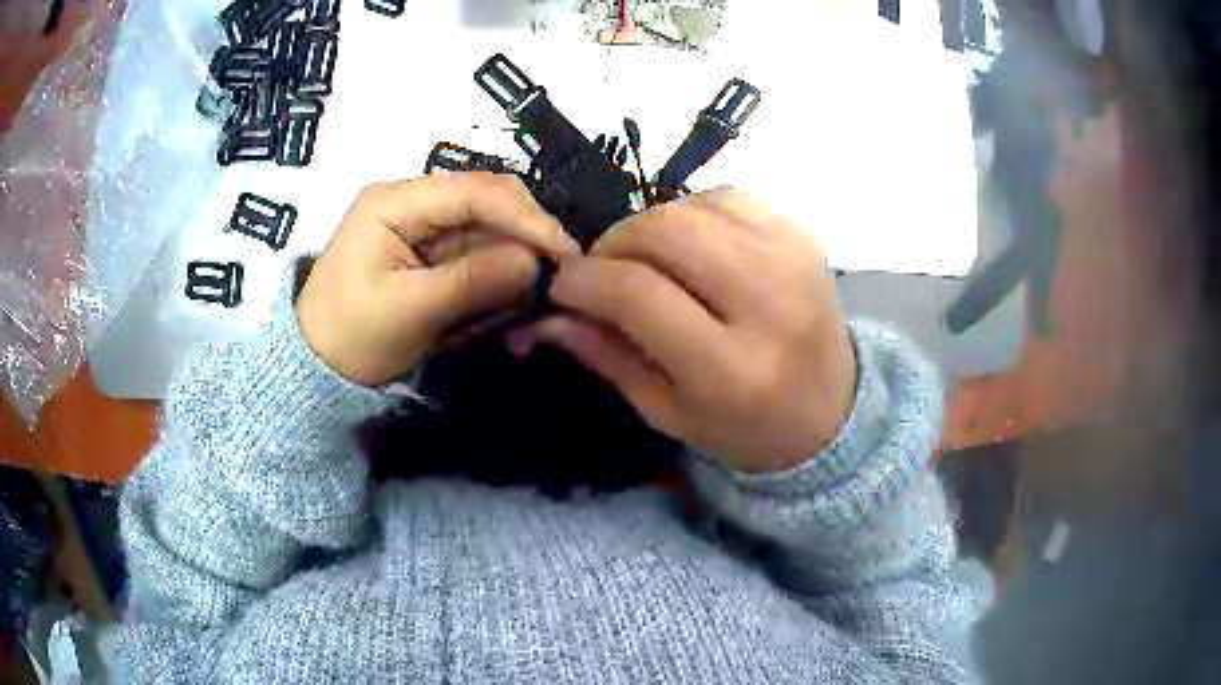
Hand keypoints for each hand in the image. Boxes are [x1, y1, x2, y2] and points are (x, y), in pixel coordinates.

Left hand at [298, 173, 578, 385]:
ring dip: (515, 255)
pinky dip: (498, 271)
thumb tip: (534, 263)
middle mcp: (410, 200)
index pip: (473, 191)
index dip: (525, 216)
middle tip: (559, 272)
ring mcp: (419, 224)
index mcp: (394, 201)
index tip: (565, 252)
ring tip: (539, 289)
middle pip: (485, 200)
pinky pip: (475, 250)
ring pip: (485, 225)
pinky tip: (513, 293)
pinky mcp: (427, 249)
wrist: (316, 369)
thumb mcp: (408, 312)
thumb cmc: (350, 338)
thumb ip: (471, 282)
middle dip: (525, 233)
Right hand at [526, 188, 856, 472]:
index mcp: (733, 368)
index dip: (584, 280)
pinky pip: (724, 197)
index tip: (561, 285)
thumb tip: (547, 314)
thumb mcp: (668, 412)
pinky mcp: (802, 234)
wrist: (831, 408)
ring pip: (690, 207)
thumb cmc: (744, 425)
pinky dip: (690, 214)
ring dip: (649, 228)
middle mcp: (770, 302)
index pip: (638, 294)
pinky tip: (689, 247)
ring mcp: (793, 257)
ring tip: (646, 262)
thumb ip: (606, 356)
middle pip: (666, 233)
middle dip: (614, 244)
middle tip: (603, 271)